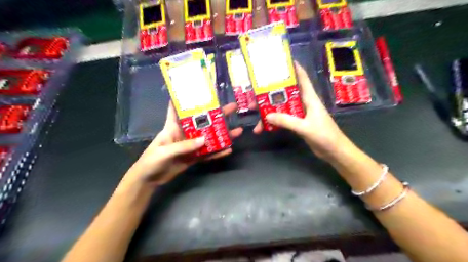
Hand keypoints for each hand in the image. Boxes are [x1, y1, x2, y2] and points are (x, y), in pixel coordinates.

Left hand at [129, 101, 244, 184]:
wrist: (149, 180)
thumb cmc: (151, 161)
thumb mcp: (164, 152)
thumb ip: (183, 146)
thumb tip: (205, 140)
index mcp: (173, 127)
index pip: (179, 108)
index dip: (187, 98)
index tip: (201, 90)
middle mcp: (184, 133)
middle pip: (202, 122)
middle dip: (216, 115)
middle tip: (232, 108)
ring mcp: (191, 145)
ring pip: (208, 138)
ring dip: (221, 134)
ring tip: (237, 130)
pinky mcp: (194, 157)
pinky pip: (208, 153)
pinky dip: (217, 152)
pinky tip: (228, 150)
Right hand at [255, 61, 348, 158]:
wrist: (334, 151)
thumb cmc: (324, 135)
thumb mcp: (304, 127)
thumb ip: (286, 121)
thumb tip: (267, 115)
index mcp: (310, 98)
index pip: (302, 78)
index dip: (293, 68)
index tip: (280, 62)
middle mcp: (304, 103)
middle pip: (286, 93)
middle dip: (270, 94)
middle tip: (255, 96)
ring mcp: (301, 114)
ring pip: (282, 108)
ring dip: (269, 110)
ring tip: (254, 114)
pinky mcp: (298, 123)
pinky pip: (283, 119)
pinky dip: (274, 122)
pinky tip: (264, 127)